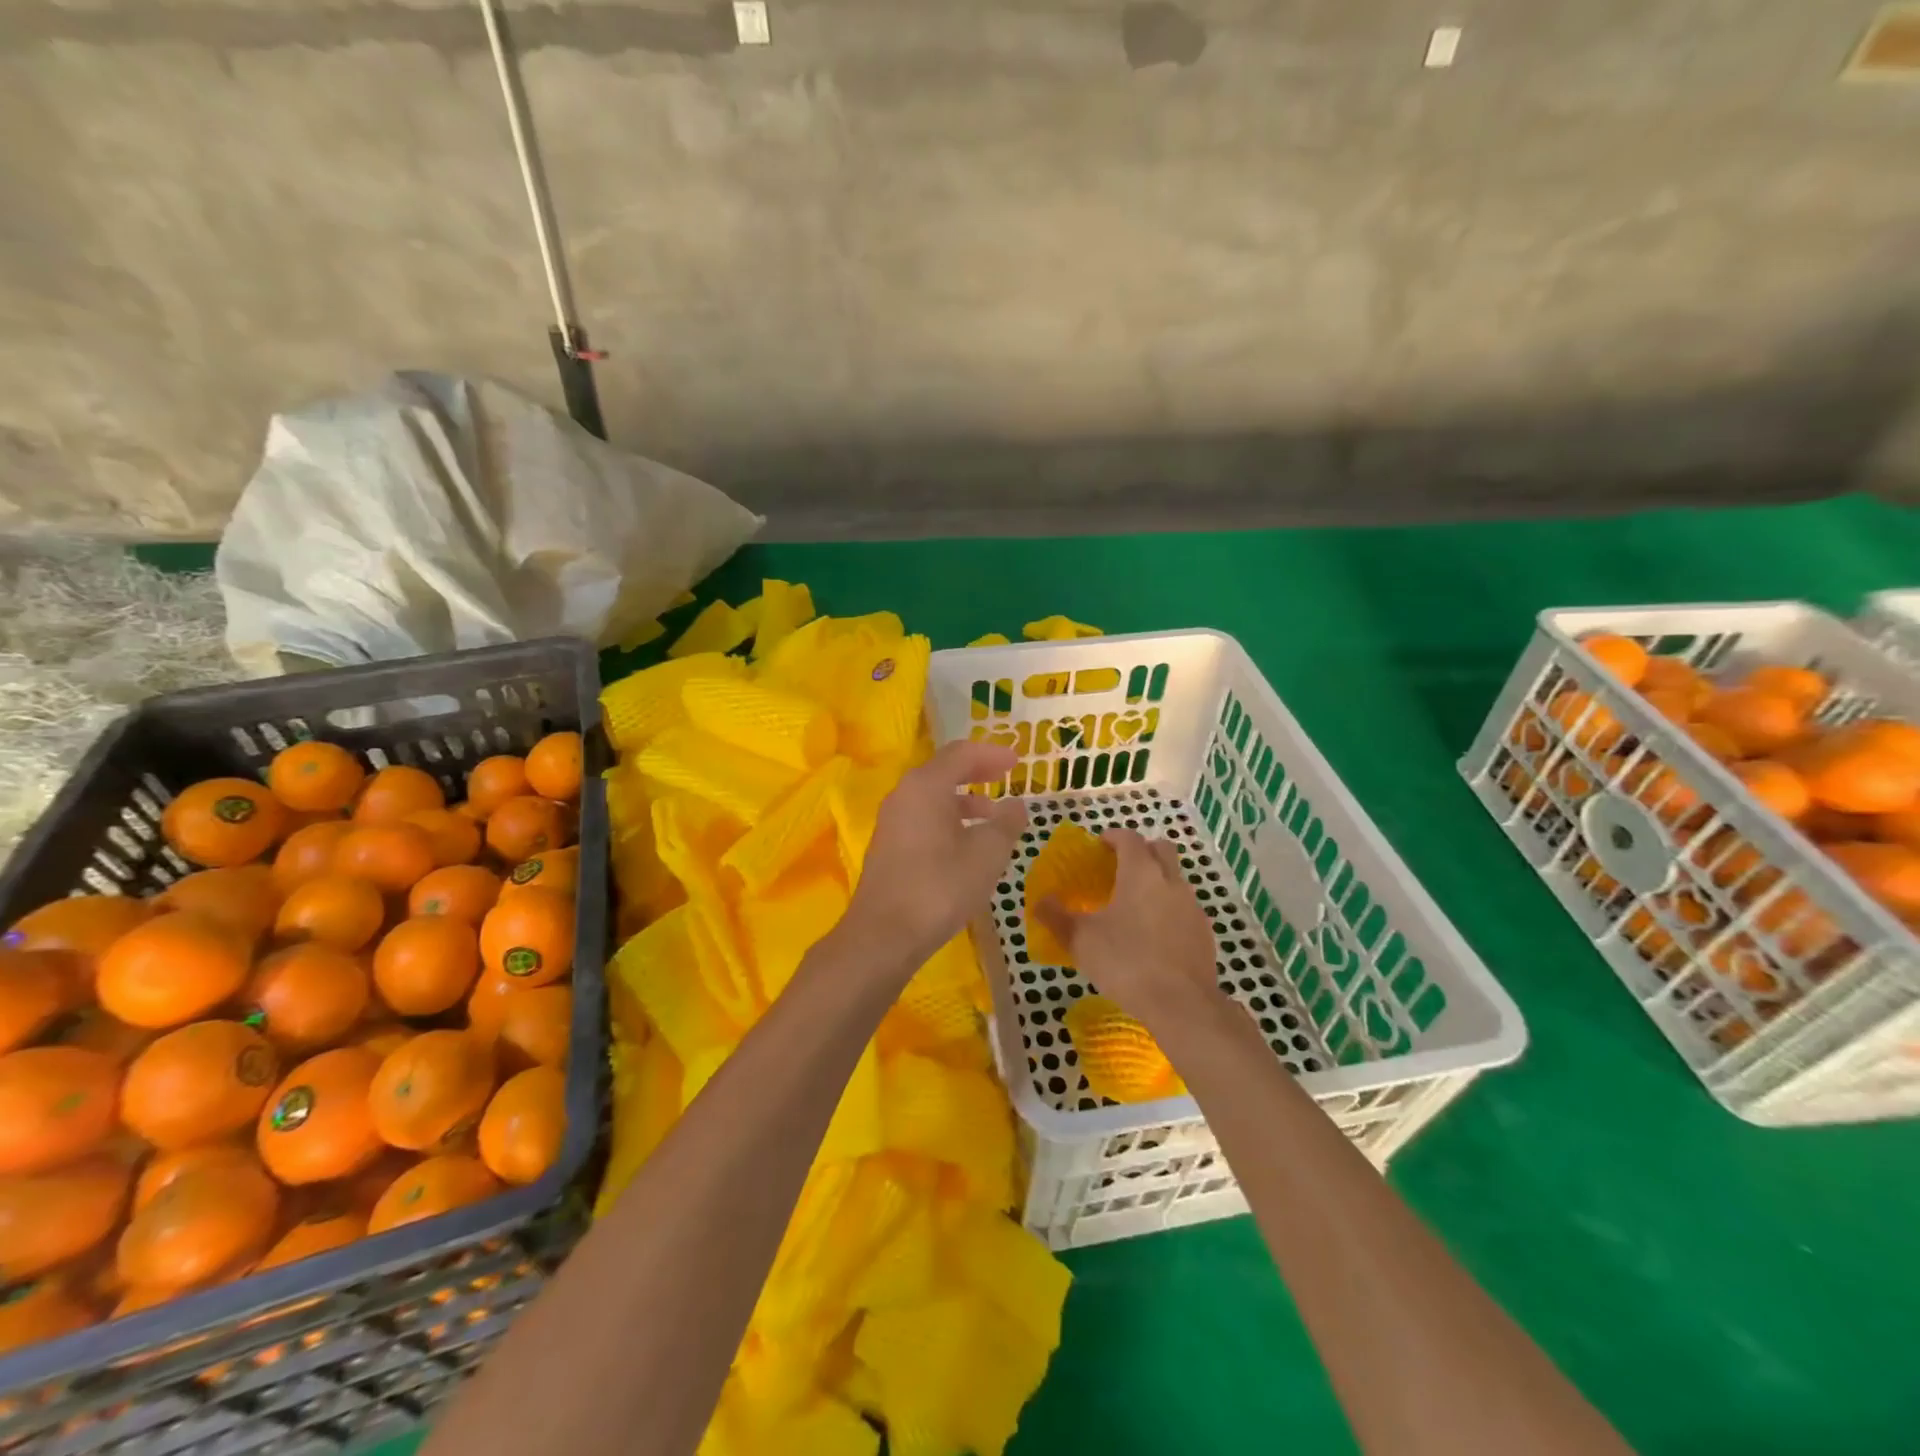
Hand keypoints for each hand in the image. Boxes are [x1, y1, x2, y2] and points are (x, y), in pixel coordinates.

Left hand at [844, 741, 1027, 972]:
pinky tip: (966, 842)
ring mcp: (892, 820)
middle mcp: (904, 794)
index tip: (1018, 760)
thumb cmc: (940, 887)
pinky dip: (948, 818)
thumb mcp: (986, 855)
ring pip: (932, 796)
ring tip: (992, 816)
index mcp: (926, 786)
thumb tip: (1017, 805)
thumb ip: (1006, 824)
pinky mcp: (889, 845)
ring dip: (964, 799)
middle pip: (944, 770)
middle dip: (977, 771)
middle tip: (1005, 776)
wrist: (884, 935)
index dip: (992, 753)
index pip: (961, 753)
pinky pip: (923, 816)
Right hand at [1034, 828, 1219, 1027]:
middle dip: (1141, 851)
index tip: (1099, 846)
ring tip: (1133, 906)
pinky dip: (1169, 910)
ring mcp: (1192, 905)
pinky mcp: (1204, 931)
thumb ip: (1056, 917)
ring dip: (1156, 881)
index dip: (1113, 837)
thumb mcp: (1081, 940)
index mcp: (1140, 872)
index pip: (1129, 838)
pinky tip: (1154, 935)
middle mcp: (1170, 880)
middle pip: (1160, 849)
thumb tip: (1038, 902)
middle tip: (1119, 869)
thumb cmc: (1126, 962)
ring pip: (1174, 878)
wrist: (1181, 1004)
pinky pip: (1184, 907)